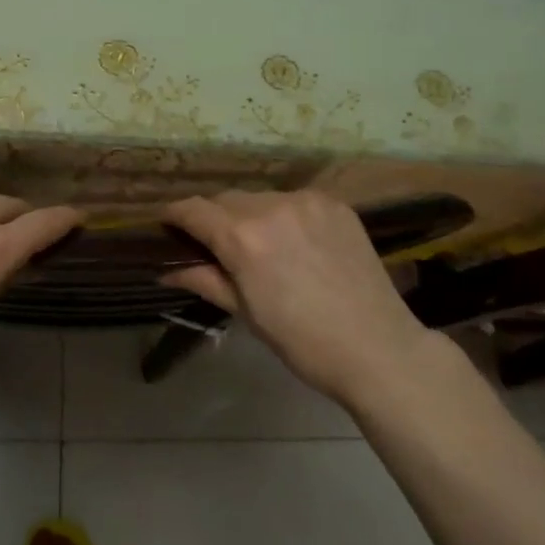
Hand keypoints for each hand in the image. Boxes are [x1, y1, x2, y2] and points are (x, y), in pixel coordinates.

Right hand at [162, 191, 429, 408]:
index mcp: (243, 238)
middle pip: (226, 200)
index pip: (194, 210)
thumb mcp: (246, 313)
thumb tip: (166, 270)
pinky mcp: (334, 203)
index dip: (174, 214)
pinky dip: (284, 215)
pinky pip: (294, 200)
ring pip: (260, 197)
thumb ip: (205, 280)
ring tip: (260, 245)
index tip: (166, 224)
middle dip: (214, 217)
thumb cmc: (303, 341)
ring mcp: (307, 201)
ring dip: (249, 215)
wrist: (378, 347)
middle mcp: (272, 207)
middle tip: (214, 244)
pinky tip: (295, 241)